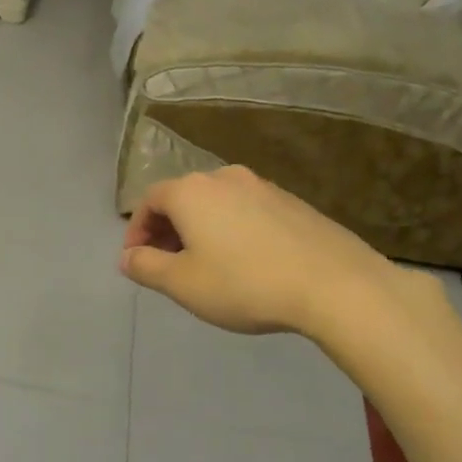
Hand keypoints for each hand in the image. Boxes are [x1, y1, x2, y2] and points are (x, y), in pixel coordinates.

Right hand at [119, 167, 440, 342]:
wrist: (334, 284)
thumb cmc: (244, 283)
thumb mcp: (182, 284)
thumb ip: (146, 267)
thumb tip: (127, 257)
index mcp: (191, 191)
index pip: (149, 201)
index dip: (137, 231)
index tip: (137, 261)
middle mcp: (224, 177)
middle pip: (182, 198)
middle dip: (167, 230)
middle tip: (167, 265)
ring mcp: (263, 186)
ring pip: (216, 204)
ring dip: (201, 230)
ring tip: (206, 266)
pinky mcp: (293, 202)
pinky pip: (246, 211)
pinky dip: (232, 230)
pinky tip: (245, 262)